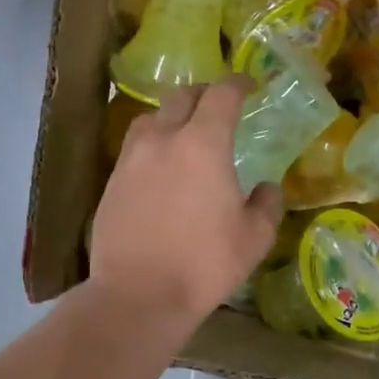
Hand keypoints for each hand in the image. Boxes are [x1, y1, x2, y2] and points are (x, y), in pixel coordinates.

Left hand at [91, 76, 282, 322]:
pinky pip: (134, 146)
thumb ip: (266, 204)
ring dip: (172, 116)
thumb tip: (266, 188)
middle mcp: (163, 139)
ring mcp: (131, 158)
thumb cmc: (203, 264)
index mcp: (203, 143)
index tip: (249, 86)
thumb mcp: (254, 238)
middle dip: (205, 94)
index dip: (238, 84)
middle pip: (182, 96)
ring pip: (152, 117)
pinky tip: (161, 168)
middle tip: (219, 107)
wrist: (137, 295)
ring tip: (185, 134)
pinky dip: (152, 144)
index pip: (221, 94)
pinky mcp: (111, 180)